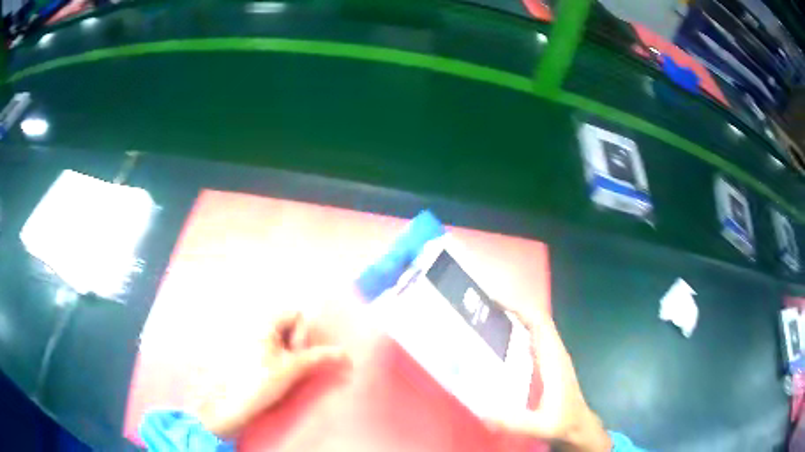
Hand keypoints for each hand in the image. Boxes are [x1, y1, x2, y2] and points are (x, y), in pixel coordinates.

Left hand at [194, 311, 347, 438]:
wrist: (231, 403)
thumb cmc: (260, 382)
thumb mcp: (292, 369)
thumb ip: (319, 358)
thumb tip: (345, 355)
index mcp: (264, 321)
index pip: (296, 314)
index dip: (303, 334)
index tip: (297, 355)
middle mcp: (254, 322)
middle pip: (288, 323)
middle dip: (295, 343)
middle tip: (292, 364)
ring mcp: (248, 335)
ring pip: (279, 336)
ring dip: (287, 350)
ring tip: (282, 370)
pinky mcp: (245, 348)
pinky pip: (269, 344)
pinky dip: (276, 354)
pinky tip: (272, 371)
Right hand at [485, 303, 610, 451]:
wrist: (578, 425)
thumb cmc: (562, 422)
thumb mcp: (541, 425)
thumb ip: (516, 421)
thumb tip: (483, 412)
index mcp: (554, 359)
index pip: (540, 323)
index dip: (520, 309)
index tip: (495, 302)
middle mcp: (554, 352)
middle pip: (536, 320)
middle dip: (513, 309)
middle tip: (482, 307)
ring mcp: (552, 356)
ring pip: (535, 328)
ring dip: (515, 318)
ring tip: (487, 317)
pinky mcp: (548, 363)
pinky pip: (533, 339)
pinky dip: (518, 331)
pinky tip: (500, 339)